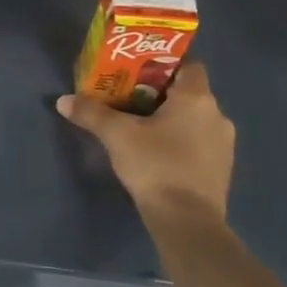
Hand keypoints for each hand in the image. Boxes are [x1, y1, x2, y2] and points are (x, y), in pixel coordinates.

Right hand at [56, 63, 235, 231]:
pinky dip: (180, 140)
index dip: (164, 64)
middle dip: (159, 93)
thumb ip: (91, 113)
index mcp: (197, 98)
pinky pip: (199, 142)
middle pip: (188, 92)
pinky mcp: (220, 168)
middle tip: (128, 97)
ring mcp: (223, 144)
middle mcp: (217, 115)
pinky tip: (156, 152)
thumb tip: (63, 100)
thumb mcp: (117, 135)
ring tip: (139, 126)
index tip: (137, 71)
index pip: (188, 65)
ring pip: (194, 118)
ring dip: (171, 119)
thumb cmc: (156, 165)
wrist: (187, 222)